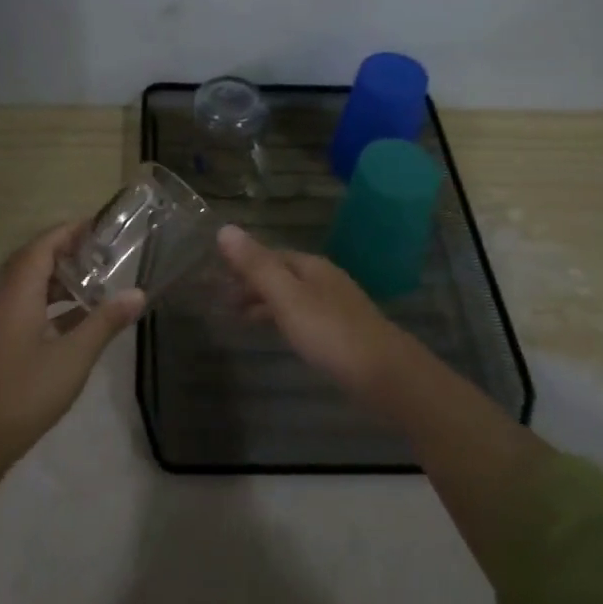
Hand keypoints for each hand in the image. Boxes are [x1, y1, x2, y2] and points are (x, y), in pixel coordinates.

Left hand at [0, 222, 144, 465]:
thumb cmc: (28, 390)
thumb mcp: (75, 355)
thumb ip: (105, 322)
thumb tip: (138, 294)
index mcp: (19, 294)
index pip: (42, 247)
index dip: (67, 232)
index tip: (97, 226)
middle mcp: (7, 300)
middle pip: (33, 261)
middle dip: (65, 251)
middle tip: (100, 251)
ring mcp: (3, 321)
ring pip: (31, 285)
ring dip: (60, 278)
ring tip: (95, 280)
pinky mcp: (5, 340)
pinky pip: (30, 306)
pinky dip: (54, 302)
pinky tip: (80, 317)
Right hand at [217, 224, 427, 413]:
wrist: (385, 375)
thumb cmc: (329, 332)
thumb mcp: (286, 297)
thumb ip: (256, 266)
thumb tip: (224, 228)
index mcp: (311, 267)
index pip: (271, 254)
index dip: (244, 262)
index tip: (216, 275)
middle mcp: (325, 280)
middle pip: (282, 275)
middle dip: (253, 284)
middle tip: (222, 301)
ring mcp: (337, 307)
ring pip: (293, 297)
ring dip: (266, 303)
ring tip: (241, 319)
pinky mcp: (344, 334)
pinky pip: (305, 317)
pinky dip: (284, 320)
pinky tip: (282, 335)